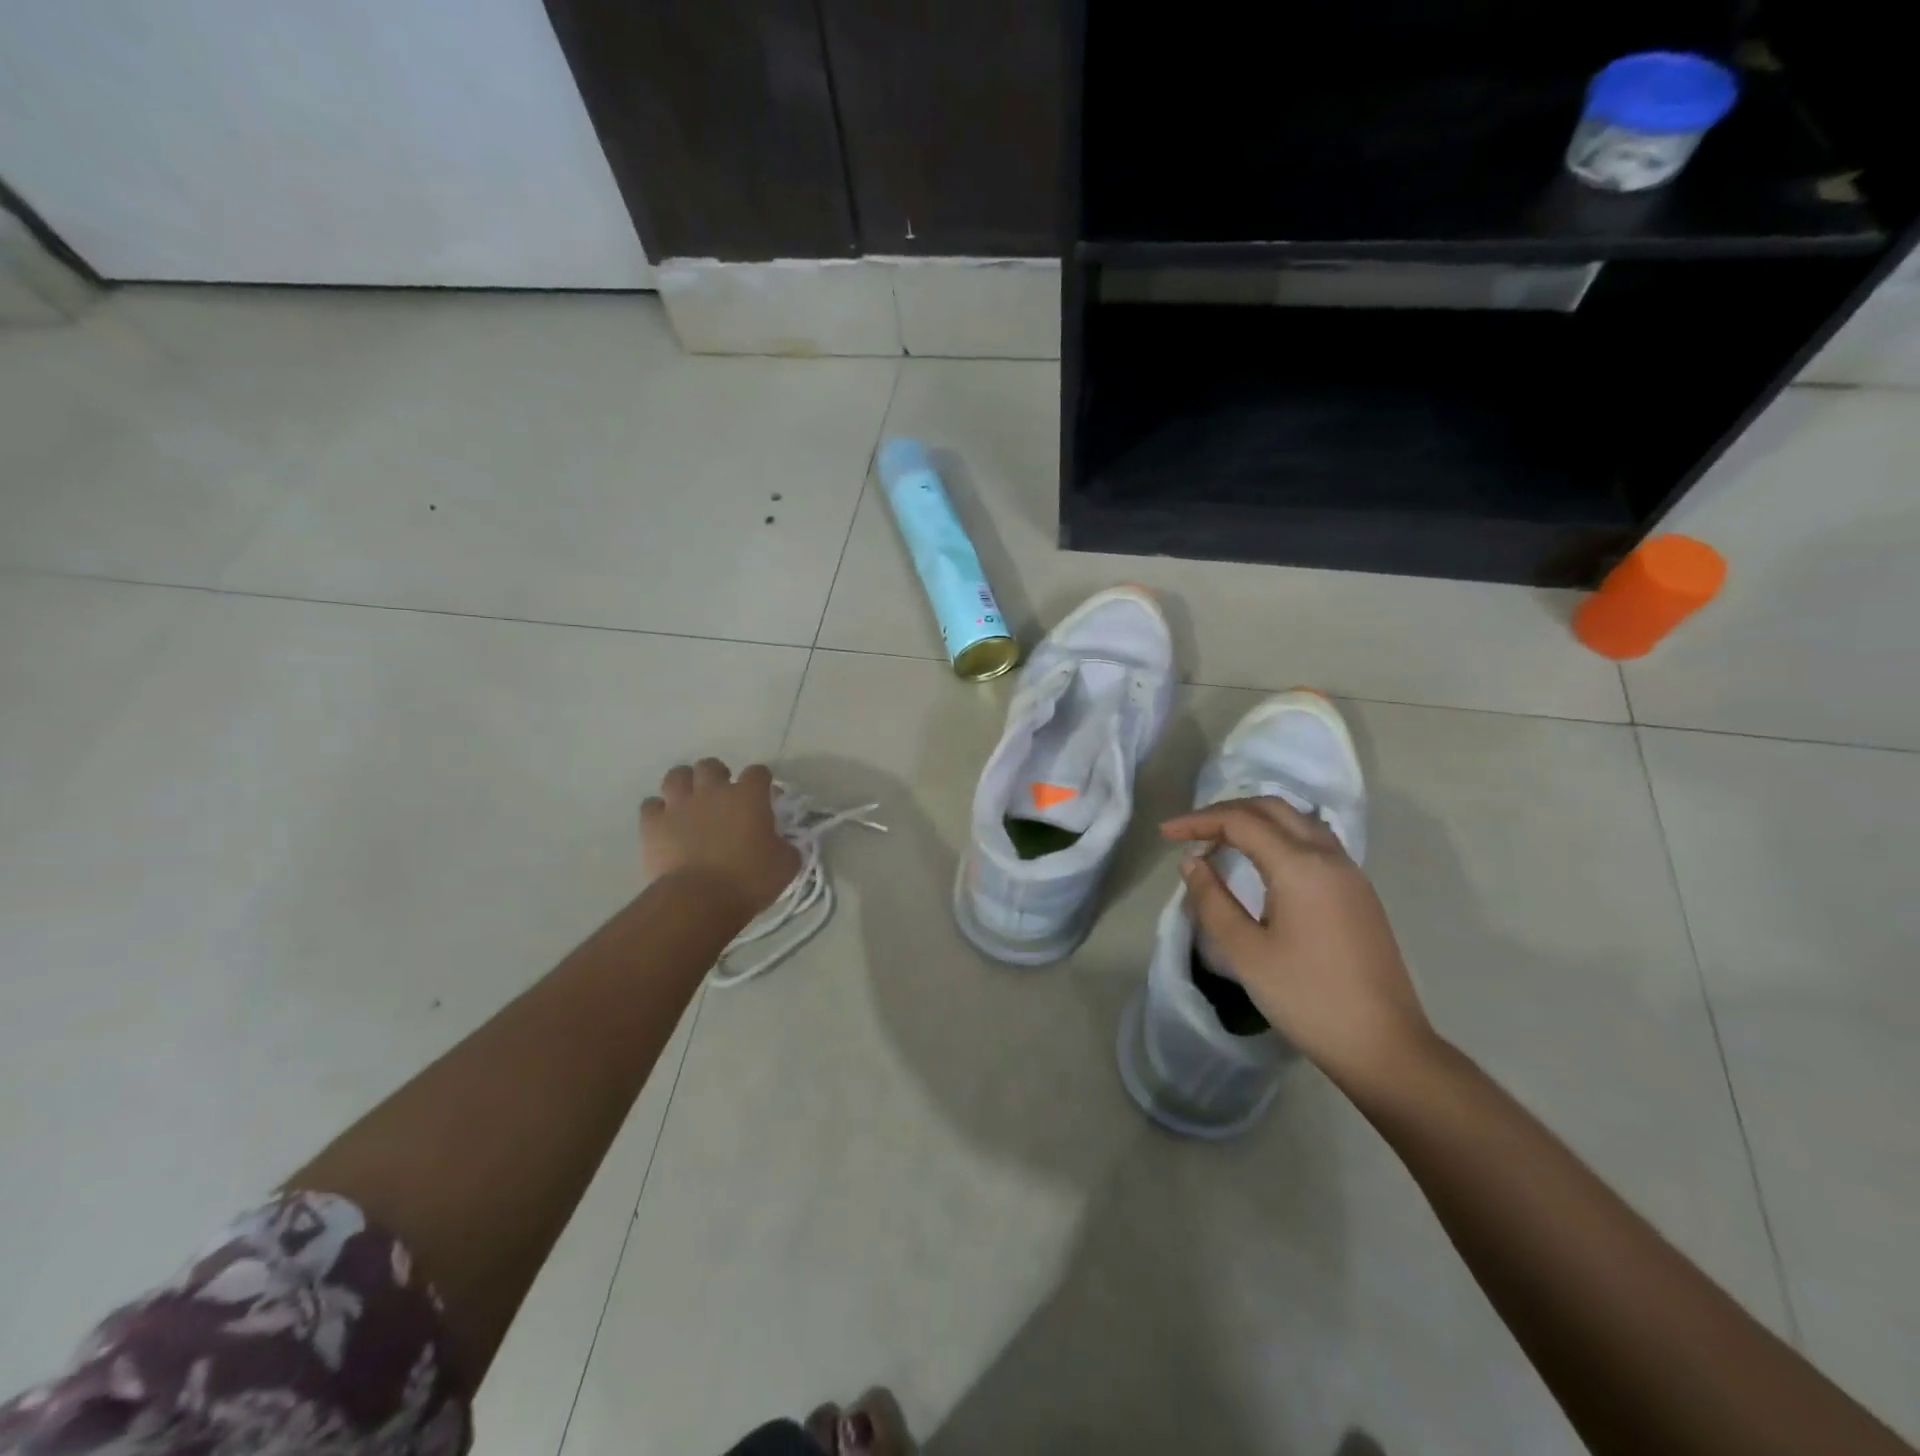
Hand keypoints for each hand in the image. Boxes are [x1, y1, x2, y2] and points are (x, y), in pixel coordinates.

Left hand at [641, 759, 798, 925]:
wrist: (699, 900)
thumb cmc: (749, 880)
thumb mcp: (786, 865)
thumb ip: (785, 846)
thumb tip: (781, 844)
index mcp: (748, 797)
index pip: (758, 772)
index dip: (761, 782)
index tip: (764, 797)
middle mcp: (712, 791)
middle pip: (711, 766)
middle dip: (717, 776)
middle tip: (722, 797)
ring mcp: (679, 805)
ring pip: (677, 776)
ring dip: (684, 785)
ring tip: (690, 801)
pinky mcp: (653, 824)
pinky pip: (651, 805)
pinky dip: (658, 811)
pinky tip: (665, 823)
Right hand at [1162, 797, 1436, 1097]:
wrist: (1383, 1046)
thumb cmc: (1307, 998)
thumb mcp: (1246, 952)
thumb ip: (1212, 900)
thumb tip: (1193, 863)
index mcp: (1300, 866)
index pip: (1241, 822)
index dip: (1198, 821)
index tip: (1165, 833)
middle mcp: (1329, 857)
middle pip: (1272, 809)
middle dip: (1226, 812)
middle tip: (1191, 832)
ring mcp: (1350, 874)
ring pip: (1297, 821)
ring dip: (1256, 821)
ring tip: (1222, 842)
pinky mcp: (1358, 893)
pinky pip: (1313, 842)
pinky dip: (1279, 837)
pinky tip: (1262, 863)